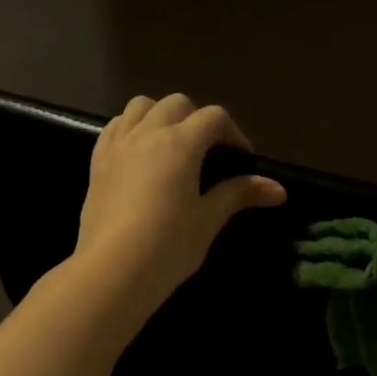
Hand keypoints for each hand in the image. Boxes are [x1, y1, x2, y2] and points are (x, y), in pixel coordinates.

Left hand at [73, 93, 285, 326]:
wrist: (112, 271)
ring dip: (162, 116)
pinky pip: (115, 127)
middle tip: (209, 153)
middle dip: (198, 120)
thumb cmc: (168, 246)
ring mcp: (118, 145)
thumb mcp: (208, 220)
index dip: (234, 134)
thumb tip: (279, 189)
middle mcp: (147, 133)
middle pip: (177, 104)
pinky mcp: (97, 162)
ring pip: (141, 107)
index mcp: (180, 143)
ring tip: (172, 146)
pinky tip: (140, 154)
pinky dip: (132, 128)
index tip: (242, 161)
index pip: (214, 117)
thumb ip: (239, 194)